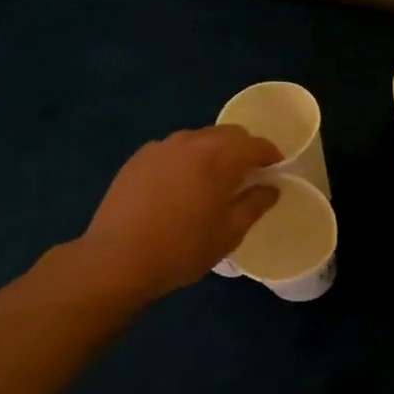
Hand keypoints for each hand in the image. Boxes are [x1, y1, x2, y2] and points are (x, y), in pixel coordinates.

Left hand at [80, 126, 282, 302]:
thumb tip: (270, 188)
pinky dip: (187, 160)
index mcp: (219, 158)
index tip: (276, 172)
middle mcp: (191, 142)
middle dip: (244, 150)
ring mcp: (161, 148)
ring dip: (215, 153)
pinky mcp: (138, 159)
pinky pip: (174, 150)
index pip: (256, 145)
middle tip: (248, 177)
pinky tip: (181, 188)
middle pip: (229, 134)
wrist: (117, 259)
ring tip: (213, 182)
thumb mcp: (230, 232)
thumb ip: (255, 204)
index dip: (271, 156)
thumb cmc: (183, 248)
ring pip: (200, 139)